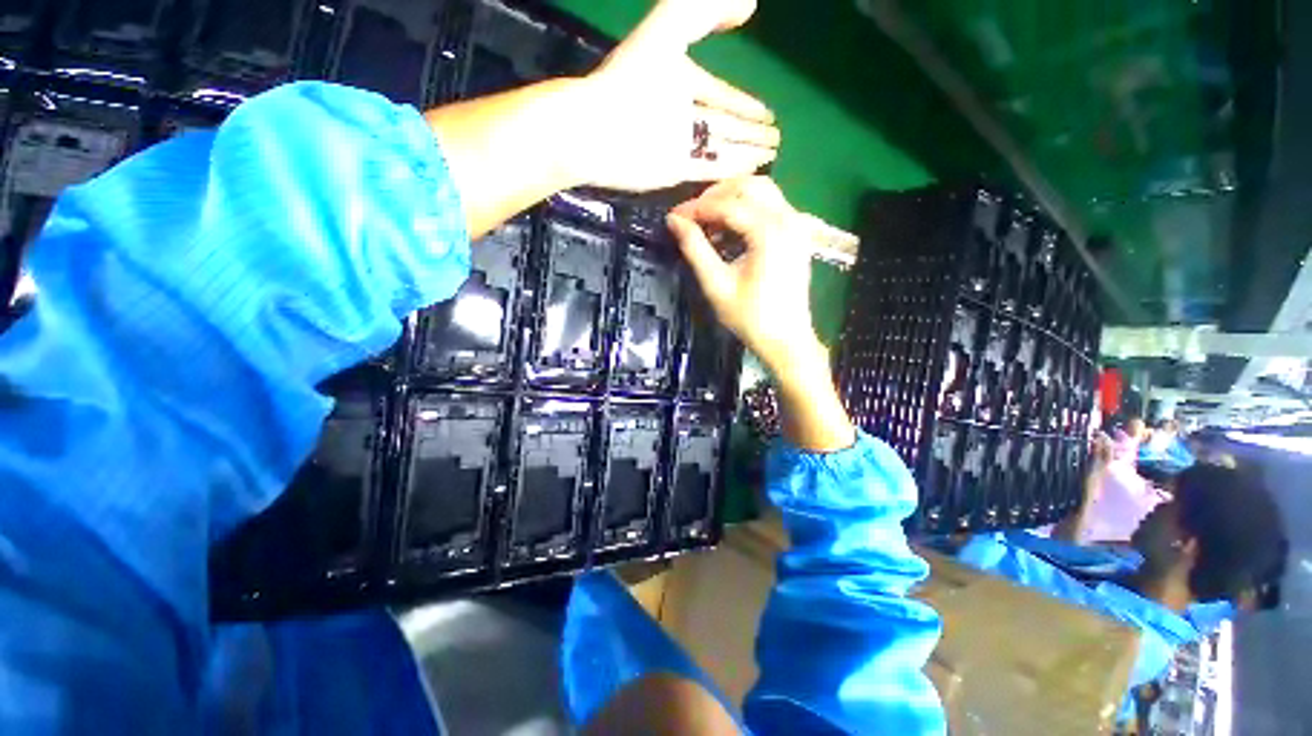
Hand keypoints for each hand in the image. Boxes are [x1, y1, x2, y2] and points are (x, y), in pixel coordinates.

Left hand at [578, 0, 779, 191]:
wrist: (596, 128)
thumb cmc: (631, 78)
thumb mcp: (670, 28)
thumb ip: (707, 8)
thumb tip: (750, 3)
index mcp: (681, 82)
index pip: (720, 95)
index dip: (744, 104)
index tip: (767, 113)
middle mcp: (683, 115)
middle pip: (723, 125)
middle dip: (749, 131)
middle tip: (775, 139)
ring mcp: (679, 146)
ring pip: (720, 148)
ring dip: (745, 152)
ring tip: (771, 155)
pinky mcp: (674, 171)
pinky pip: (709, 169)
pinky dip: (731, 169)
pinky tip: (752, 170)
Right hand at [666, 177, 822, 386]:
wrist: (787, 340)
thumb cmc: (750, 318)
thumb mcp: (716, 285)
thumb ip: (695, 248)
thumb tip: (674, 221)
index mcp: (769, 232)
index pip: (727, 205)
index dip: (696, 208)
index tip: (673, 217)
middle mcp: (788, 219)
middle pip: (748, 185)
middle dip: (715, 195)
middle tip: (691, 216)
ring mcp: (797, 225)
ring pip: (762, 192)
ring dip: (731, 199)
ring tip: (707, 221)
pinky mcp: (798, 235)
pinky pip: (771, 207)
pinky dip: (747, 209)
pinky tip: (729, 229)